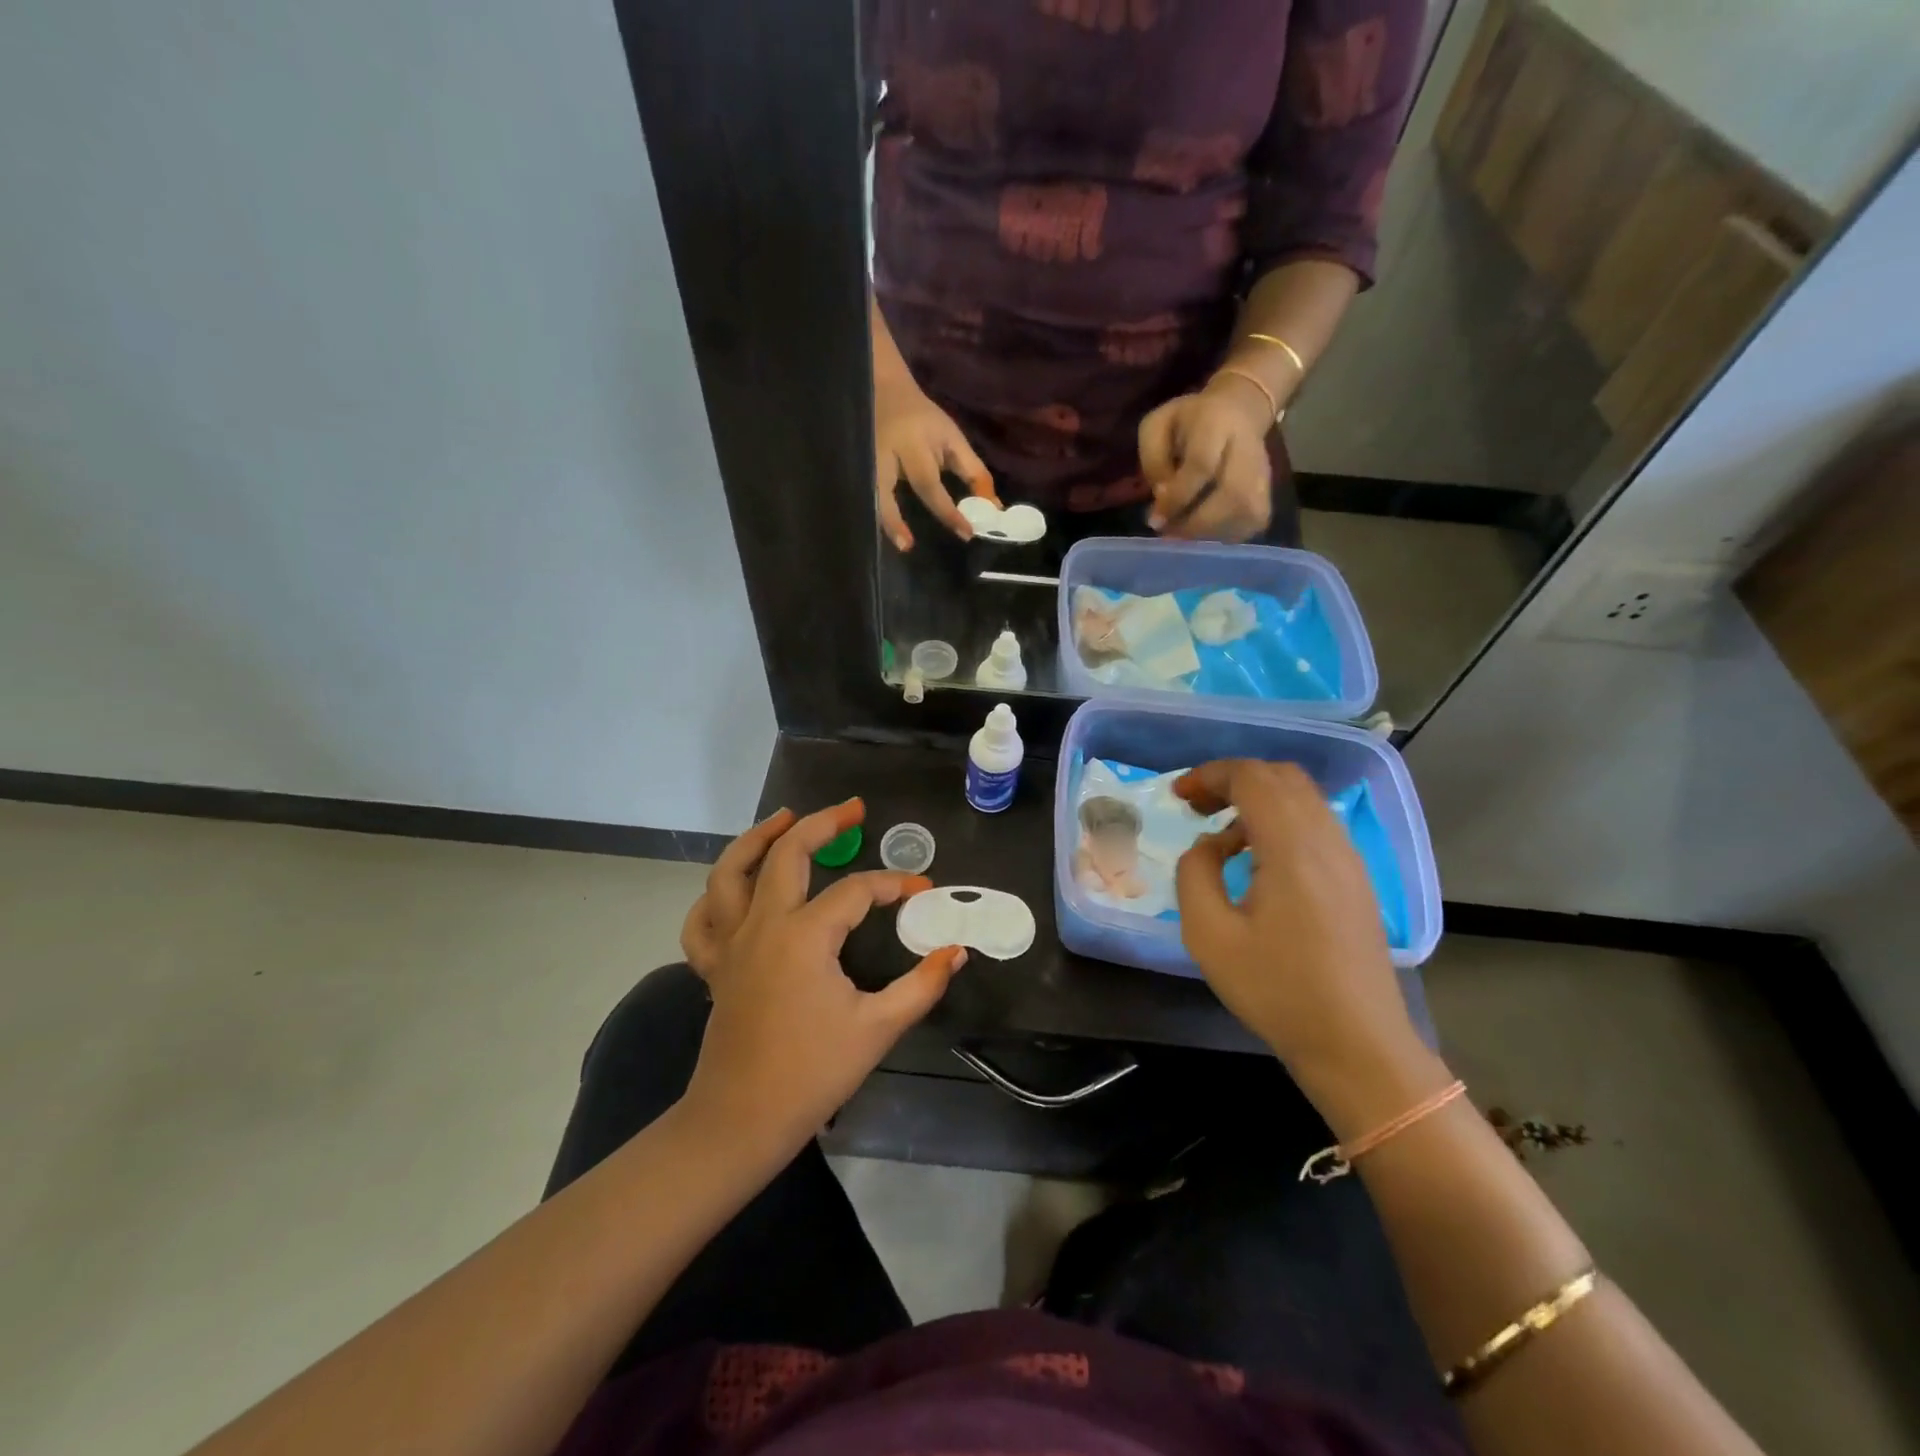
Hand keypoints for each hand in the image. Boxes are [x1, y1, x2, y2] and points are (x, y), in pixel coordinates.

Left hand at [680, 798, 966, 1154]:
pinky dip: (716, 896)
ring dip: (758, 839)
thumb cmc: (812, 1074)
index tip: (923, 888)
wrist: (741, 1121)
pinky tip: (735, 887)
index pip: (856, 891)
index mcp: (804, 936)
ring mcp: (731, 944)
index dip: (893, 884)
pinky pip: (703, 919)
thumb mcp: (877, 1028)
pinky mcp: (714, 967)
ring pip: (730, 873)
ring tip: (785, 818)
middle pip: (788, 854)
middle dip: (823, 824)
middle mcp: (763, 926)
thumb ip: (921, 986)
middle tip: (853, 809)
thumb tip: (955, 951)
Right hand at [874, 378, 997, 551]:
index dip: (947, 511)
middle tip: (907, 546)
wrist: (884, 389)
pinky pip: (864, 495)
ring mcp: (865, 461)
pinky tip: (883, 535)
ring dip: (881, 520)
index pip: (929, 483)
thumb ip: (973, 473)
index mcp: (912, 444)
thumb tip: (993, 508)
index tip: (966, 533)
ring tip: (898, 544)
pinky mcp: (857, 467)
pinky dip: (875, 515)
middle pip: (885, 490)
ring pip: (868, 494)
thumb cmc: (924, 420)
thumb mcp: (952, 439)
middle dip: (895, 519)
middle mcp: (885, 454)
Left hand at [1137, 375, 1273, 539]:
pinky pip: (1249, 525)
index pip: (1202, 465)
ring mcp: (1264, 473)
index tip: (1154, 518)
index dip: (1177, 497)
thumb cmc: (1189, 422)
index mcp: (1216, 424)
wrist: (1239, 411)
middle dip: (1195, 523)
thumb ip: (1154, 459)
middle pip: (1233, 495)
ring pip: (1246, 514)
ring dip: (1208, 533)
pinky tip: (1203, 531)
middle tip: (1168, 532)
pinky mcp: (1267, 495)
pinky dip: (1223, 535)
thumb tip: (1162, 497)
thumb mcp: (1158, 426)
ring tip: (1181, 533)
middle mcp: (1248, 449)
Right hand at [1172, 761, 1422, 1102]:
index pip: (1252, 777)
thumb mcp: (1209, 935)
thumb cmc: (1278, 991)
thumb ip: (1195, 873)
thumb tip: (1208, 845)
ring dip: (1257, 800)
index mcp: (1292, 848)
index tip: (1177, 797)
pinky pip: (1316, 825)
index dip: (1209, 775)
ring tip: (1221, 834)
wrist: (1357, 1045)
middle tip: (1196, 807)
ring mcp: (1348, 860)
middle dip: (1233, 780)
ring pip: (1303, 799)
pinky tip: (1257, 860)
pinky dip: (1280, 821)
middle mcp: (1327, 840)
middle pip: (1281, 777)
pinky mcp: (1355, 880)